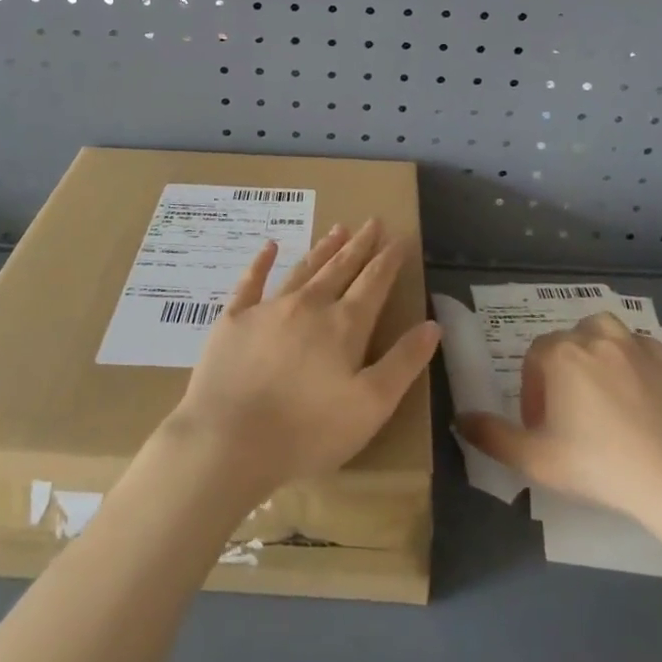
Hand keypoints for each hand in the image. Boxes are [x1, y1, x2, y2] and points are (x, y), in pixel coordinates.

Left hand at [165, 220, 441, 500]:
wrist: (227, 440)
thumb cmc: (307, 431)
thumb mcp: (371, 406)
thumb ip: (403, 362)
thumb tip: (433, 324)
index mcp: (344, 325)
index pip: (373, 283)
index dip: (389, 260)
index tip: (400, 238)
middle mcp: (309, 305)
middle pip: (340, 267)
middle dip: (359, 245)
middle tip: (372, 221)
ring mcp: (269, 308)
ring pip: (303, 269)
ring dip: (323, 248)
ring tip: (338, 228)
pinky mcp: (234, 320)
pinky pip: (251, 282)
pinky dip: (262, 262)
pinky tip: (269, 246)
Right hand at [457, 313, 661, 522]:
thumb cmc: (600, 466)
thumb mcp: (536, 460)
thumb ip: (492, 437)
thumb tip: (460, 418)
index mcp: (561, 354)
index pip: (535, 357)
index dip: (533, 390)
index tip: (542, 426)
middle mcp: (595, 336)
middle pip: (567, 342)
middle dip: (561, 372)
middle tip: (569, 415)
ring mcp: (635, 344)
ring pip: (603, 332)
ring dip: (595, 351)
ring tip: (600, 389)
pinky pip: (640, 347)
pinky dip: (632, 359)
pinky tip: (636, 391)